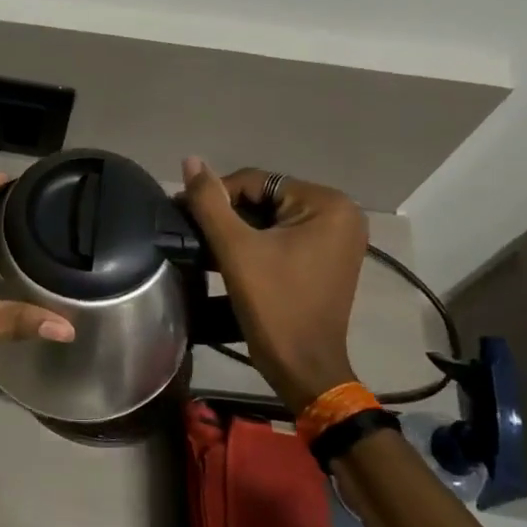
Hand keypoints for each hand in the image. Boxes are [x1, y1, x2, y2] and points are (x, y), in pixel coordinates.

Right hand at [180, 157, 366, 409]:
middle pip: (267, 198)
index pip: (258, 181)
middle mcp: (341, 214)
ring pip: (273, 219)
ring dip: (240, 230)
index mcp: (328, 204)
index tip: (185, 217)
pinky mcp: (328, 259)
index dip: (218, 196)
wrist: (303, 367)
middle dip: (230, 215)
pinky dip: (258, 244)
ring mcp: (338, 238)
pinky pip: (285, 237)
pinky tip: (232, 259)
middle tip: (196, 235)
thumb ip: (210, 202)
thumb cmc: (274, 306)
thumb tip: (190, 160)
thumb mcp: (236, 250)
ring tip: (208, 248)